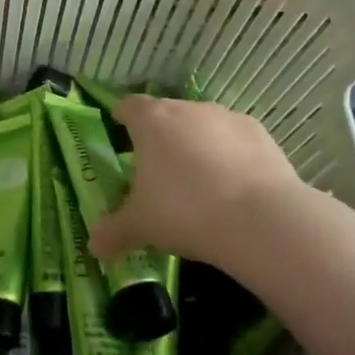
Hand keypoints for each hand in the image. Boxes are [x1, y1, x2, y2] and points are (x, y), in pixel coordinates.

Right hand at [89, 96, 303, 271]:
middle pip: (166, 113)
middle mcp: (187, 109)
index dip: (122, 118)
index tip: (120, 134)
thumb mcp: (139, 226)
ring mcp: (226, 118)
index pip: (128, 106)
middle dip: (159, 135)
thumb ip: (113, 231)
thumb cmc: (183, 212)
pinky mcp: (260, 134)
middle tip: (156, 169)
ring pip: (202, 125)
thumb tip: (94, 247)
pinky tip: (232, 185)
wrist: (261, 220)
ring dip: (196, 143)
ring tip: (197, 180)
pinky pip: (234, 139)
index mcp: (150, 121)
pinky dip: (229, 155)